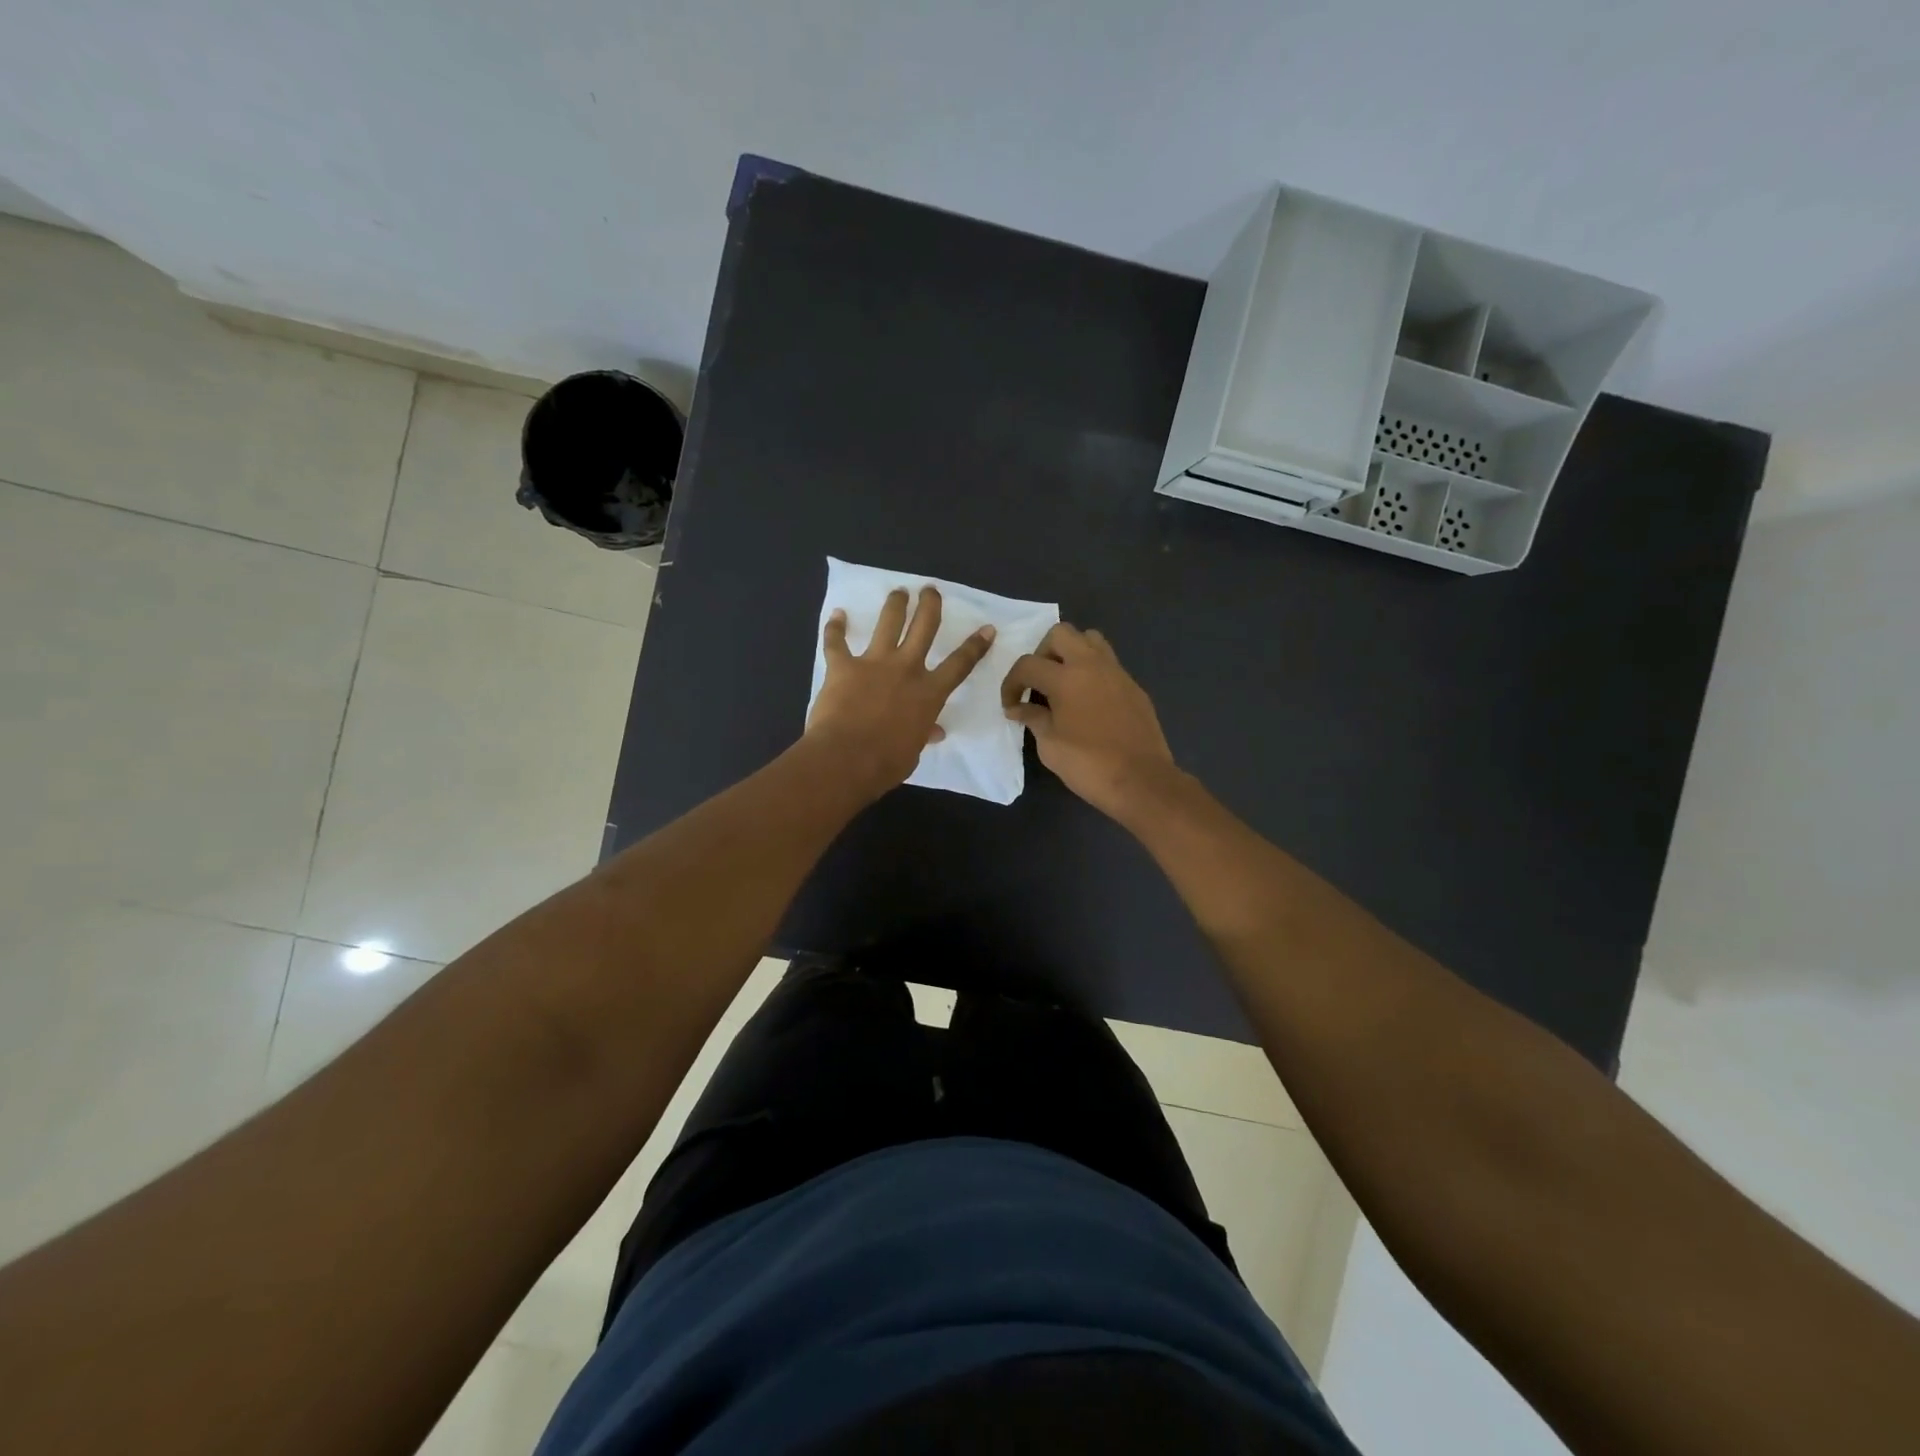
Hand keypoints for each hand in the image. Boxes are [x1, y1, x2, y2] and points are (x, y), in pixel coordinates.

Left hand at [805, 585, 994, 798]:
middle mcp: (906, 669)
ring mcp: (874, 663)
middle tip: (931, 591)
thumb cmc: (886, 763)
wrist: (846, 758)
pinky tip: (837, 614)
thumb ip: (923, 734)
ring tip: (899, 592)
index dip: (975, 646)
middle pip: (924, 627)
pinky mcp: (843, 666)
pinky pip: (837, 642)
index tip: (986, 628)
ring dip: (895, 605)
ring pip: (888, 623)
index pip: (960, 664)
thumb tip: (933, 732)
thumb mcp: (913, 751)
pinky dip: (835, 627)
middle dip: (930, 605)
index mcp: (929, 693)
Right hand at [1002, 622, 1176, 818]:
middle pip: (1061, 633)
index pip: (1028, 664)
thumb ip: (1033, 718)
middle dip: (1042, 653)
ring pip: (1090, 640)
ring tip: (1064, 683)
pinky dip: (1092, 672)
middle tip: (1038, 682)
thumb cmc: (1088, 765)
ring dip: (1071, 653)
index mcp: (1066, 677)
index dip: (1011, 683)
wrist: (1141, 781)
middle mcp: (1092, 665)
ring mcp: (1117, 673)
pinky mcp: (1134, 687)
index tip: (1011, 705)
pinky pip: (1108, 664)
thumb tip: (1018, 708)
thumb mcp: (1050, 745)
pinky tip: (1088, 702)